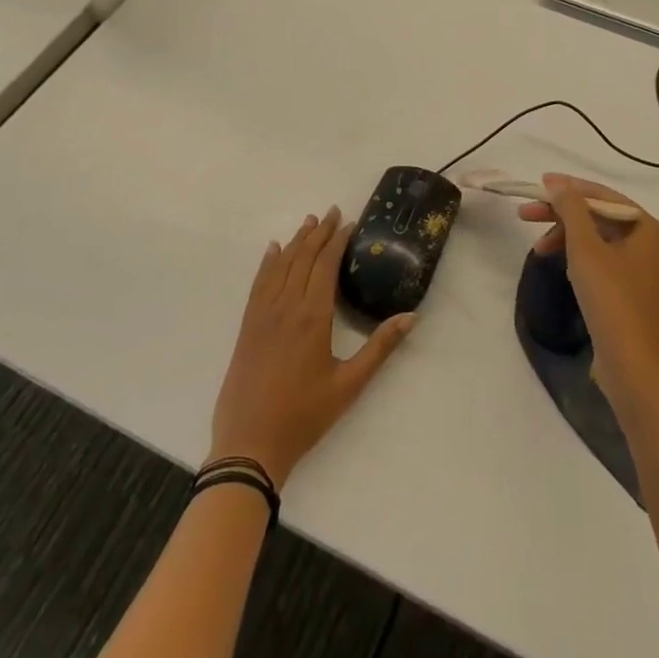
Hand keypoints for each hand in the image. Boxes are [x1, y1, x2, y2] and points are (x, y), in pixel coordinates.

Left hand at [208, 207, 414, 488]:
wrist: (249, 445)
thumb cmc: (304, 416)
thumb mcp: (349, 385)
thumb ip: (380, 348)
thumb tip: (411, 315)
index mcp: (313, 316)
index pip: (326, 265)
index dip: (337, 241)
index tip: (348, 222)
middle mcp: (287, 305)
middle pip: (304, 258)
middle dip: (319, 232)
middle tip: (332, 212)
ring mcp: (263, 314)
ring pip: (281, 265)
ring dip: (296, 241)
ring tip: (309, 222)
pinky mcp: (247, 326)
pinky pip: (258, 283)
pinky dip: (268, 262)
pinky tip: (273, 250)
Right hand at [518, 174, 658, 416]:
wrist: (632, 364)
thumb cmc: (611, 298)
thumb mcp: (585, 247)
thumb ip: (570, 208)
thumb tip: (557, 181)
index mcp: (645, 226)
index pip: (602, 194)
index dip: (569, 187)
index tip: (539, 184)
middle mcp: (646, 241)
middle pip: (597, 215)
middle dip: (561, 214)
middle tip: (525, 214)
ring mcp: (637, 267)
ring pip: (595, 238)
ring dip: (564, 236)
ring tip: (537, 248)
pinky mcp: (626, 290)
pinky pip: (598, 259)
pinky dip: (576, 256)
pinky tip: (558, 264)